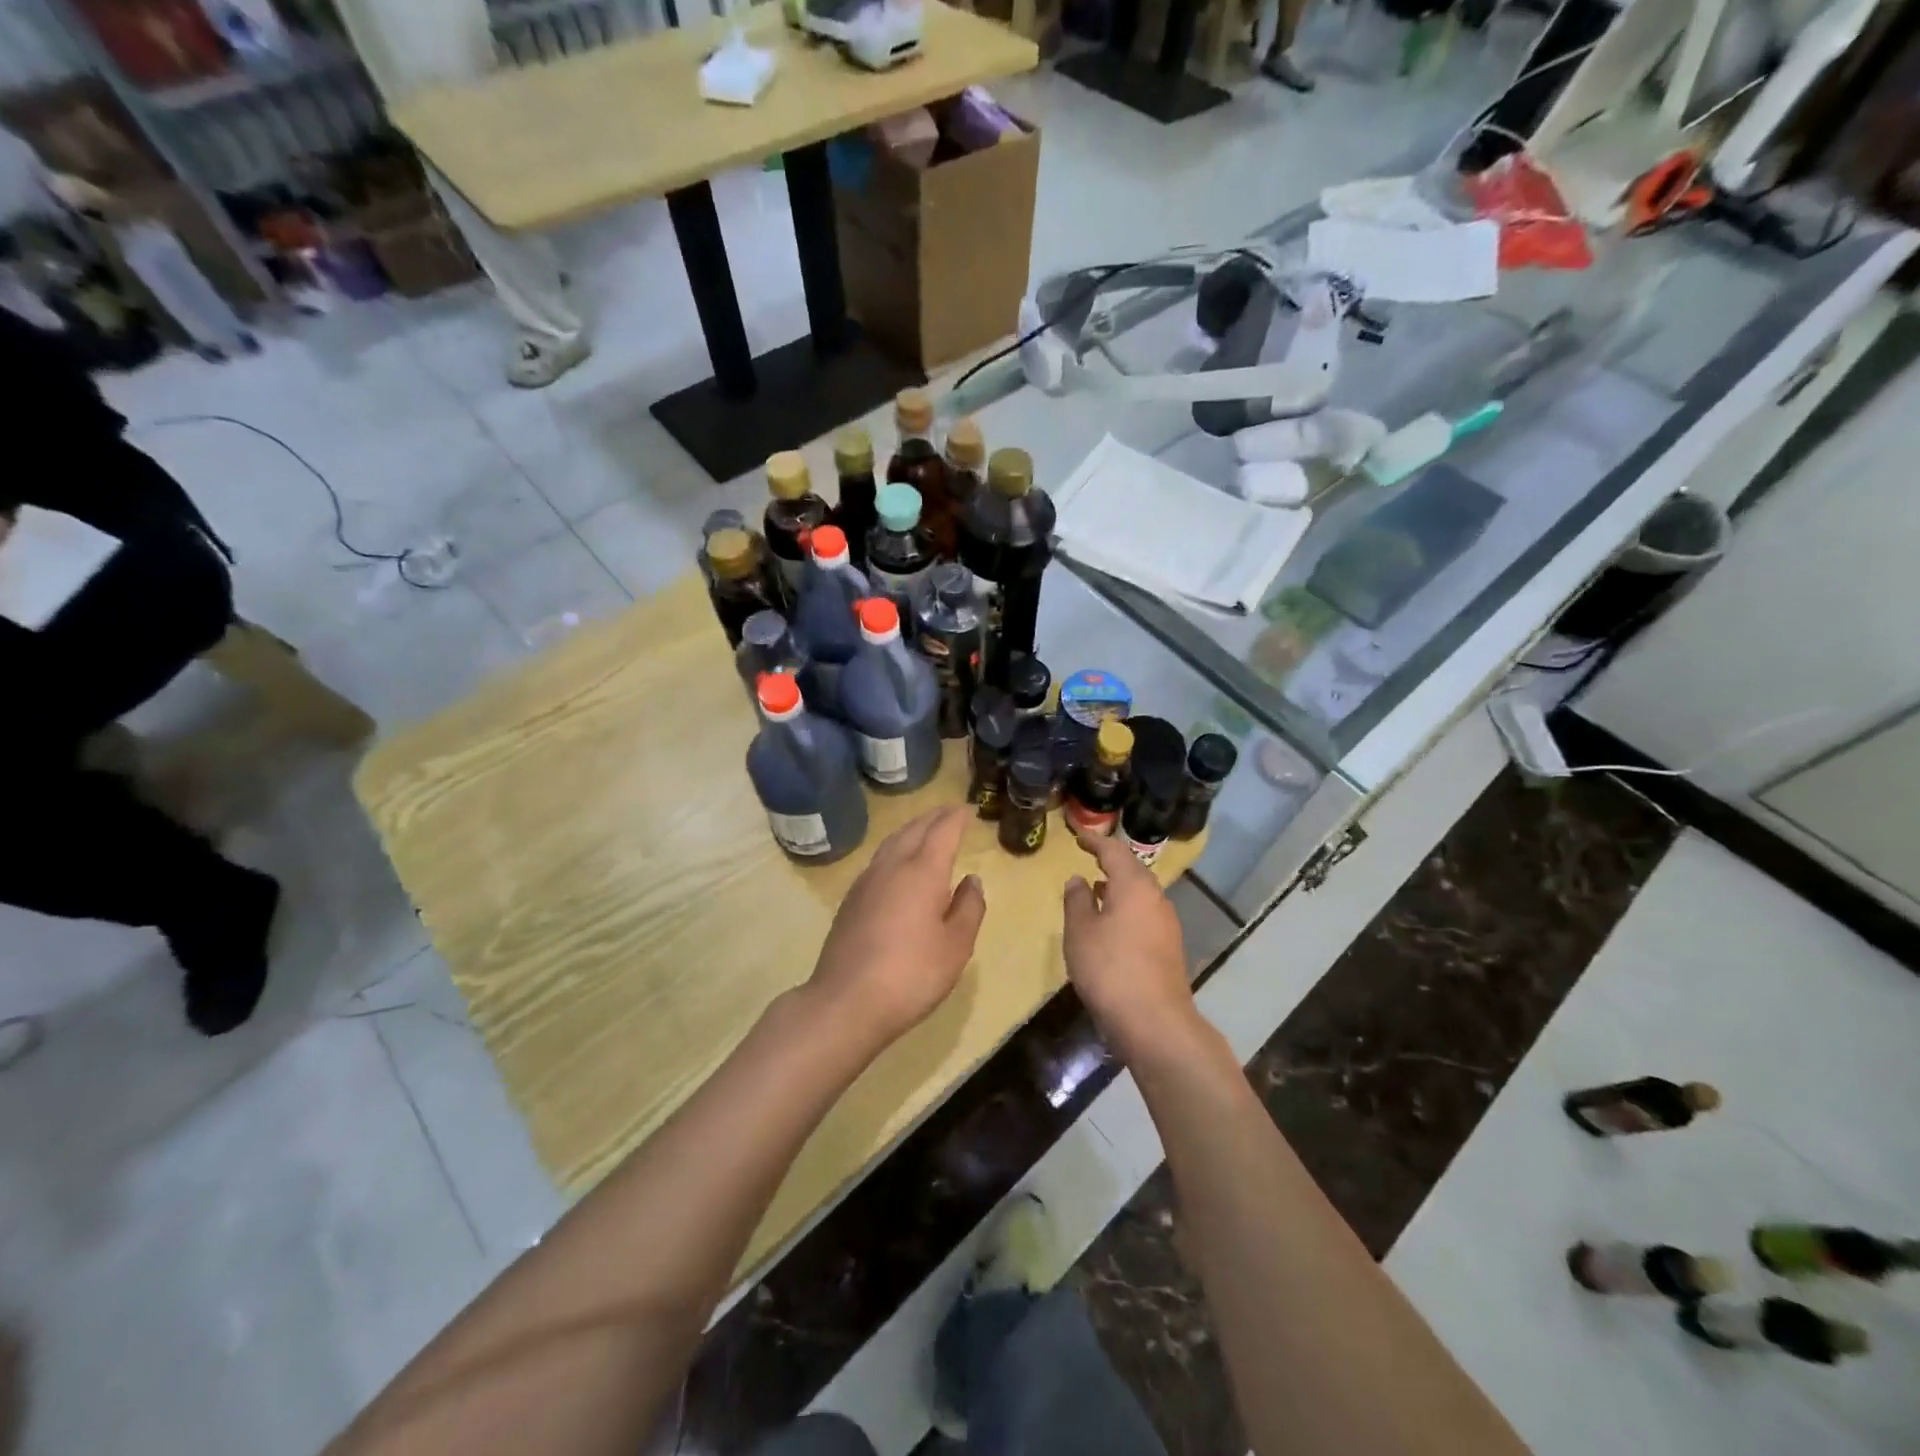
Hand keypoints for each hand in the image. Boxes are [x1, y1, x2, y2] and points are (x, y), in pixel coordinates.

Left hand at [806, 807, 985, 1049]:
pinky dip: (896, 850)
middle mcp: (892, 866)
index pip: (942, 831)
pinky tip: (899, 865)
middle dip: (934, 818)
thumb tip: (971, 881)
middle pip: (914, 830)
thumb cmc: (912, 973)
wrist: (846, 1001)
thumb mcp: (956, 946)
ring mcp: (866, 882)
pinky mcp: (851, 900)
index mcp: (922, 871)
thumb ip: (969, 908)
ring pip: (892, 842)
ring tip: (926, 831)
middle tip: (951, 813)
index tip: (969, 809)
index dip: (957, 818)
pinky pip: (879, 860)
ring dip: (912, 830)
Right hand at [1063, 832, 1199, 1061]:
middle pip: (1133, 870)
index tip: (1078, 837)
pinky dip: (1126, 908)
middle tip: (1089, 857)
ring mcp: (1166, 924)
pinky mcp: (1168, 948)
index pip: (1114, 851)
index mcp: (1134, 886)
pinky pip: (1144, 914)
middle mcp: (1156, 898)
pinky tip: (1110, 923)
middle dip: (1111, 862)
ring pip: (1140, 894)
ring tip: (1095, 888)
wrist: (1154, 1022)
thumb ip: (1077, 901)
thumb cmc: (1109, 968)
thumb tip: (1078, 879)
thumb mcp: (1080, 931)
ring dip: (1119, 887)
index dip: (1095, 841)